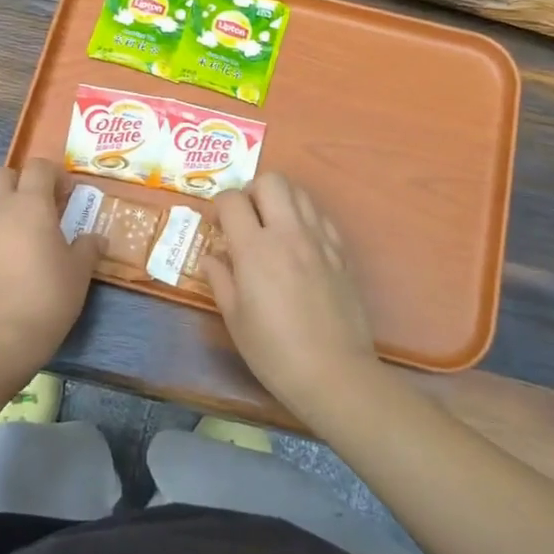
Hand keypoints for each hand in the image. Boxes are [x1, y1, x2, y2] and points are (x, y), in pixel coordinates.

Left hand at [0, 158, 105, 383]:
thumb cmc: (47, 297)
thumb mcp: (79, 272)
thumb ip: (88, 247)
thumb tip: (96, 239)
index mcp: (30, 204)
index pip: (38, 167)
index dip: (55, 174)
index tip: (68, 194)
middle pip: (4, 174)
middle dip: (22, 182)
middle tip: (41, 206)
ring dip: (4, 205)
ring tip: (23, 233)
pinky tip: (6, 259)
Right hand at [204, 174, 379, 417]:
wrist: (334, 372)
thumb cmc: (273, 351)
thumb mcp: (234, 318)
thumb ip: (220, 279)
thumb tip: (212, 257)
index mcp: (255, 249)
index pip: (232, 200)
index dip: (219, 206)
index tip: (218, 227)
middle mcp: (288, 233)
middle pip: (271, 181)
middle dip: (252, 192)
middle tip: (245, 220)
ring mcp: (320, 240)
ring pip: (300, 192)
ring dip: (280, 200)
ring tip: (272, 228)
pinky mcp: (341, 252)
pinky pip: (321, 216)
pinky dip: (305, 218)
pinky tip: (299, 245)